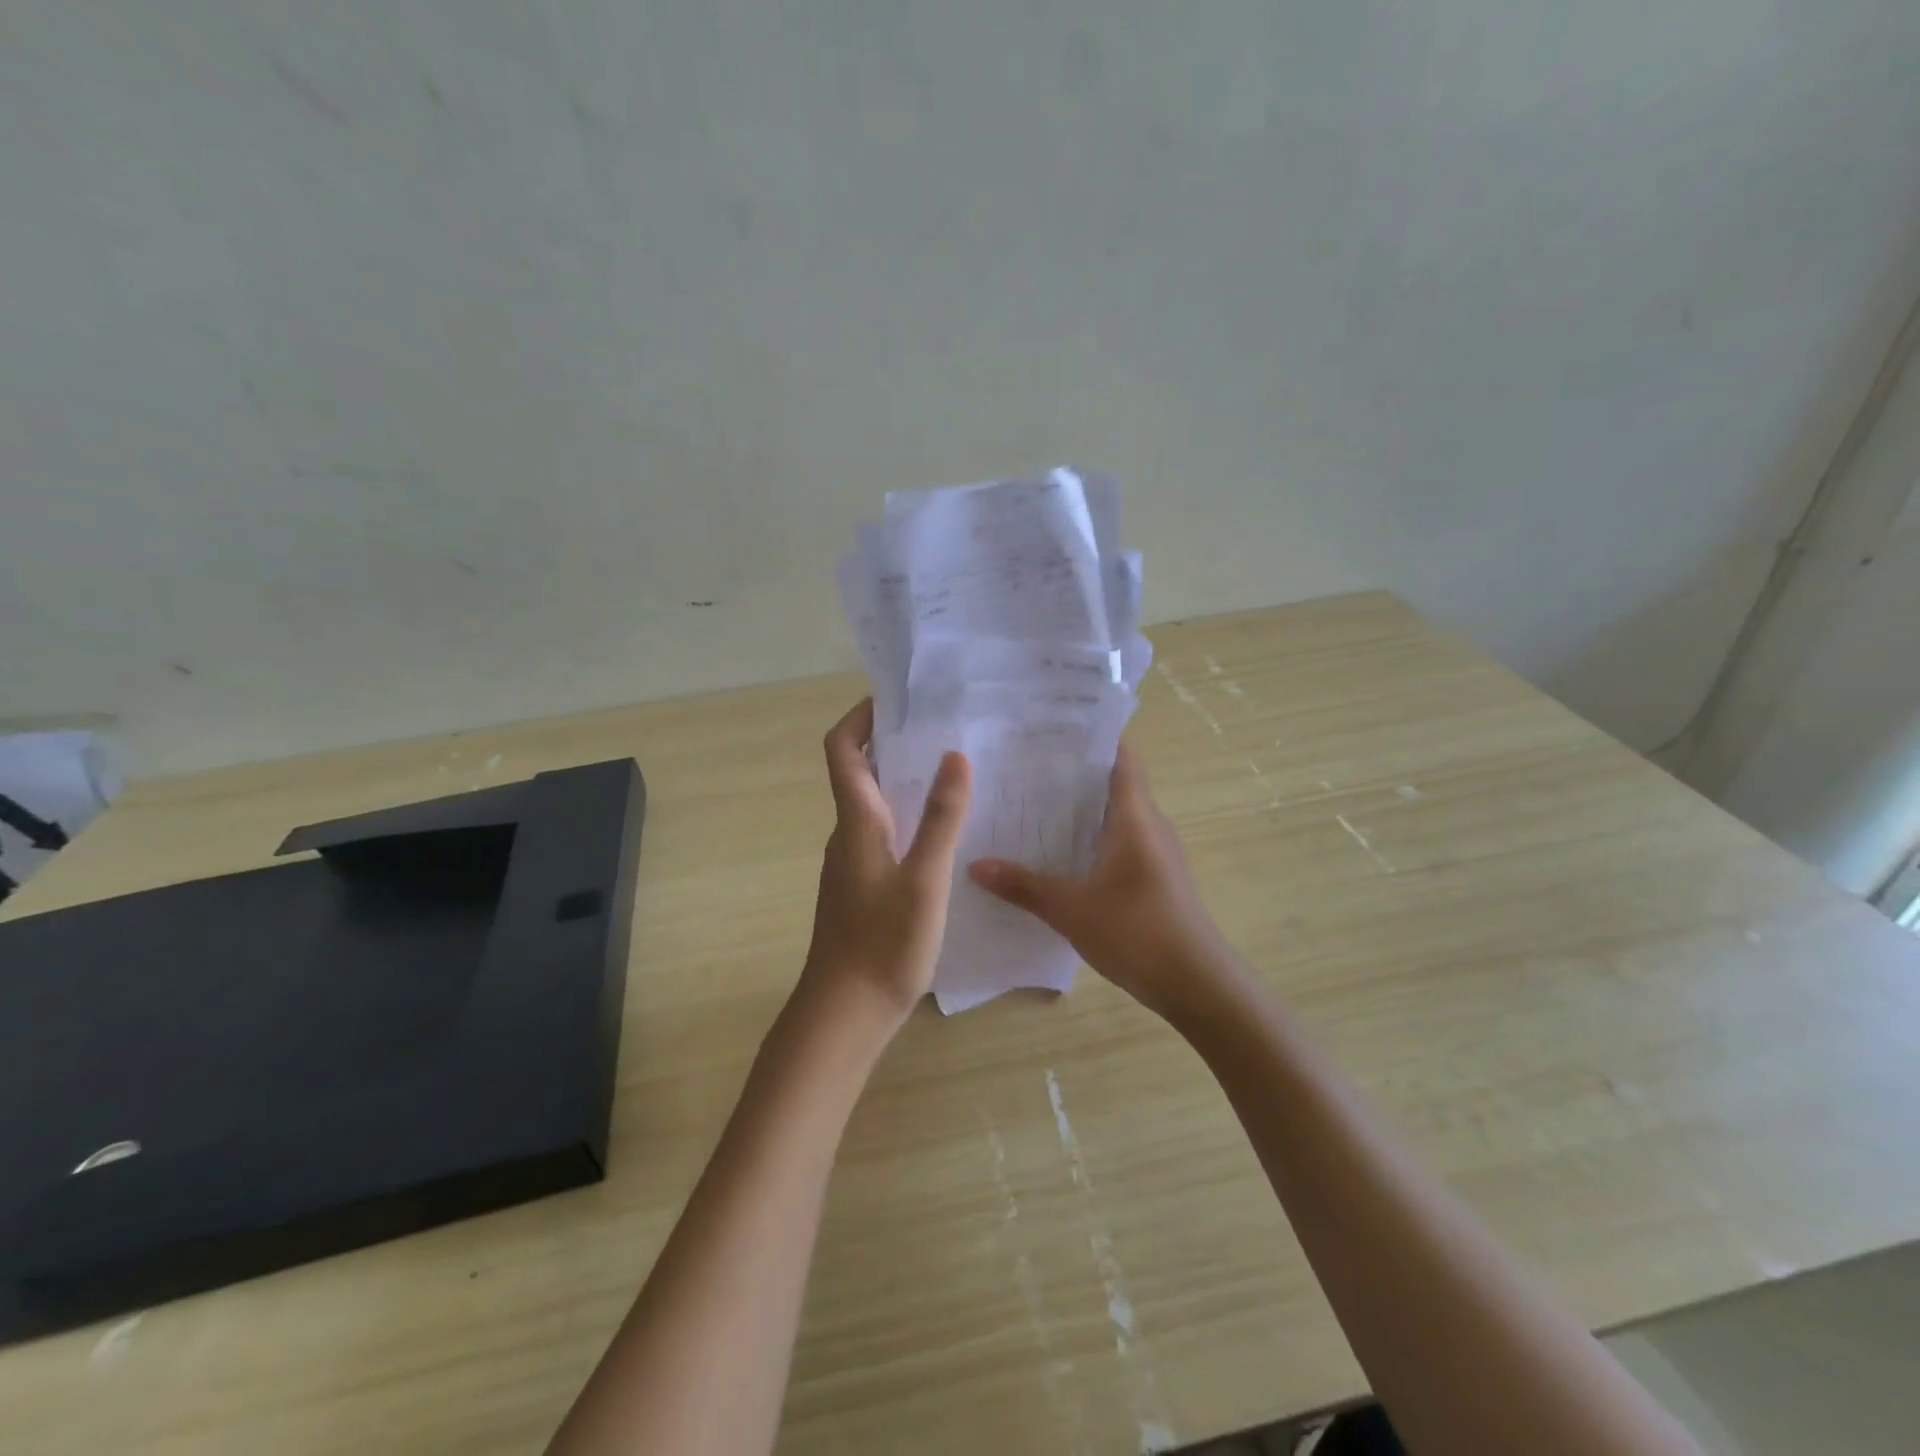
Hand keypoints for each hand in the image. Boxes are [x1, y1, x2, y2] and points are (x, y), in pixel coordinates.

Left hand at [799, 699, 971, 1033]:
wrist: (844, 1014)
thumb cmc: (883, 944)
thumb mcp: (923, 880)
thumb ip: (941, 819)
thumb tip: (954, 756)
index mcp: (856, 822)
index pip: (842, 750)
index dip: (861, 717)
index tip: (899, 698)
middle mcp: (849, 833)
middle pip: (860, 771)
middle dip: (895, 743)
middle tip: (946, 728)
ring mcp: (854, 861)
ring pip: (876, 804)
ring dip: (906, 780)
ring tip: (956, 771)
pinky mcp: (865, 885)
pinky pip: (886, 833)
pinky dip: (910, 817)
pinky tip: (947, 831)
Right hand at [968, 740, 1235, 1022]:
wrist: (1197, 984)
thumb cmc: (1137, 931)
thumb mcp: (1071, 909)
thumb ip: (1024, 885)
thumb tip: (975, 865)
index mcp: (1134, 815)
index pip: (1120, 754)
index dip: (1089, 736)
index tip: (1049, 729)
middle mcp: (1149, 823)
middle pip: (1112, 781)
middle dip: (1071, 773)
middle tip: (1022, 768)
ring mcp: (1156, 851)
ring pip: (1115, 814)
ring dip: (1080, 809)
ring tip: (1031, 806)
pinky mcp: (1155, 876)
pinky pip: (1119, 842)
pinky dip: (1090, 838)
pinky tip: (1058, 854)